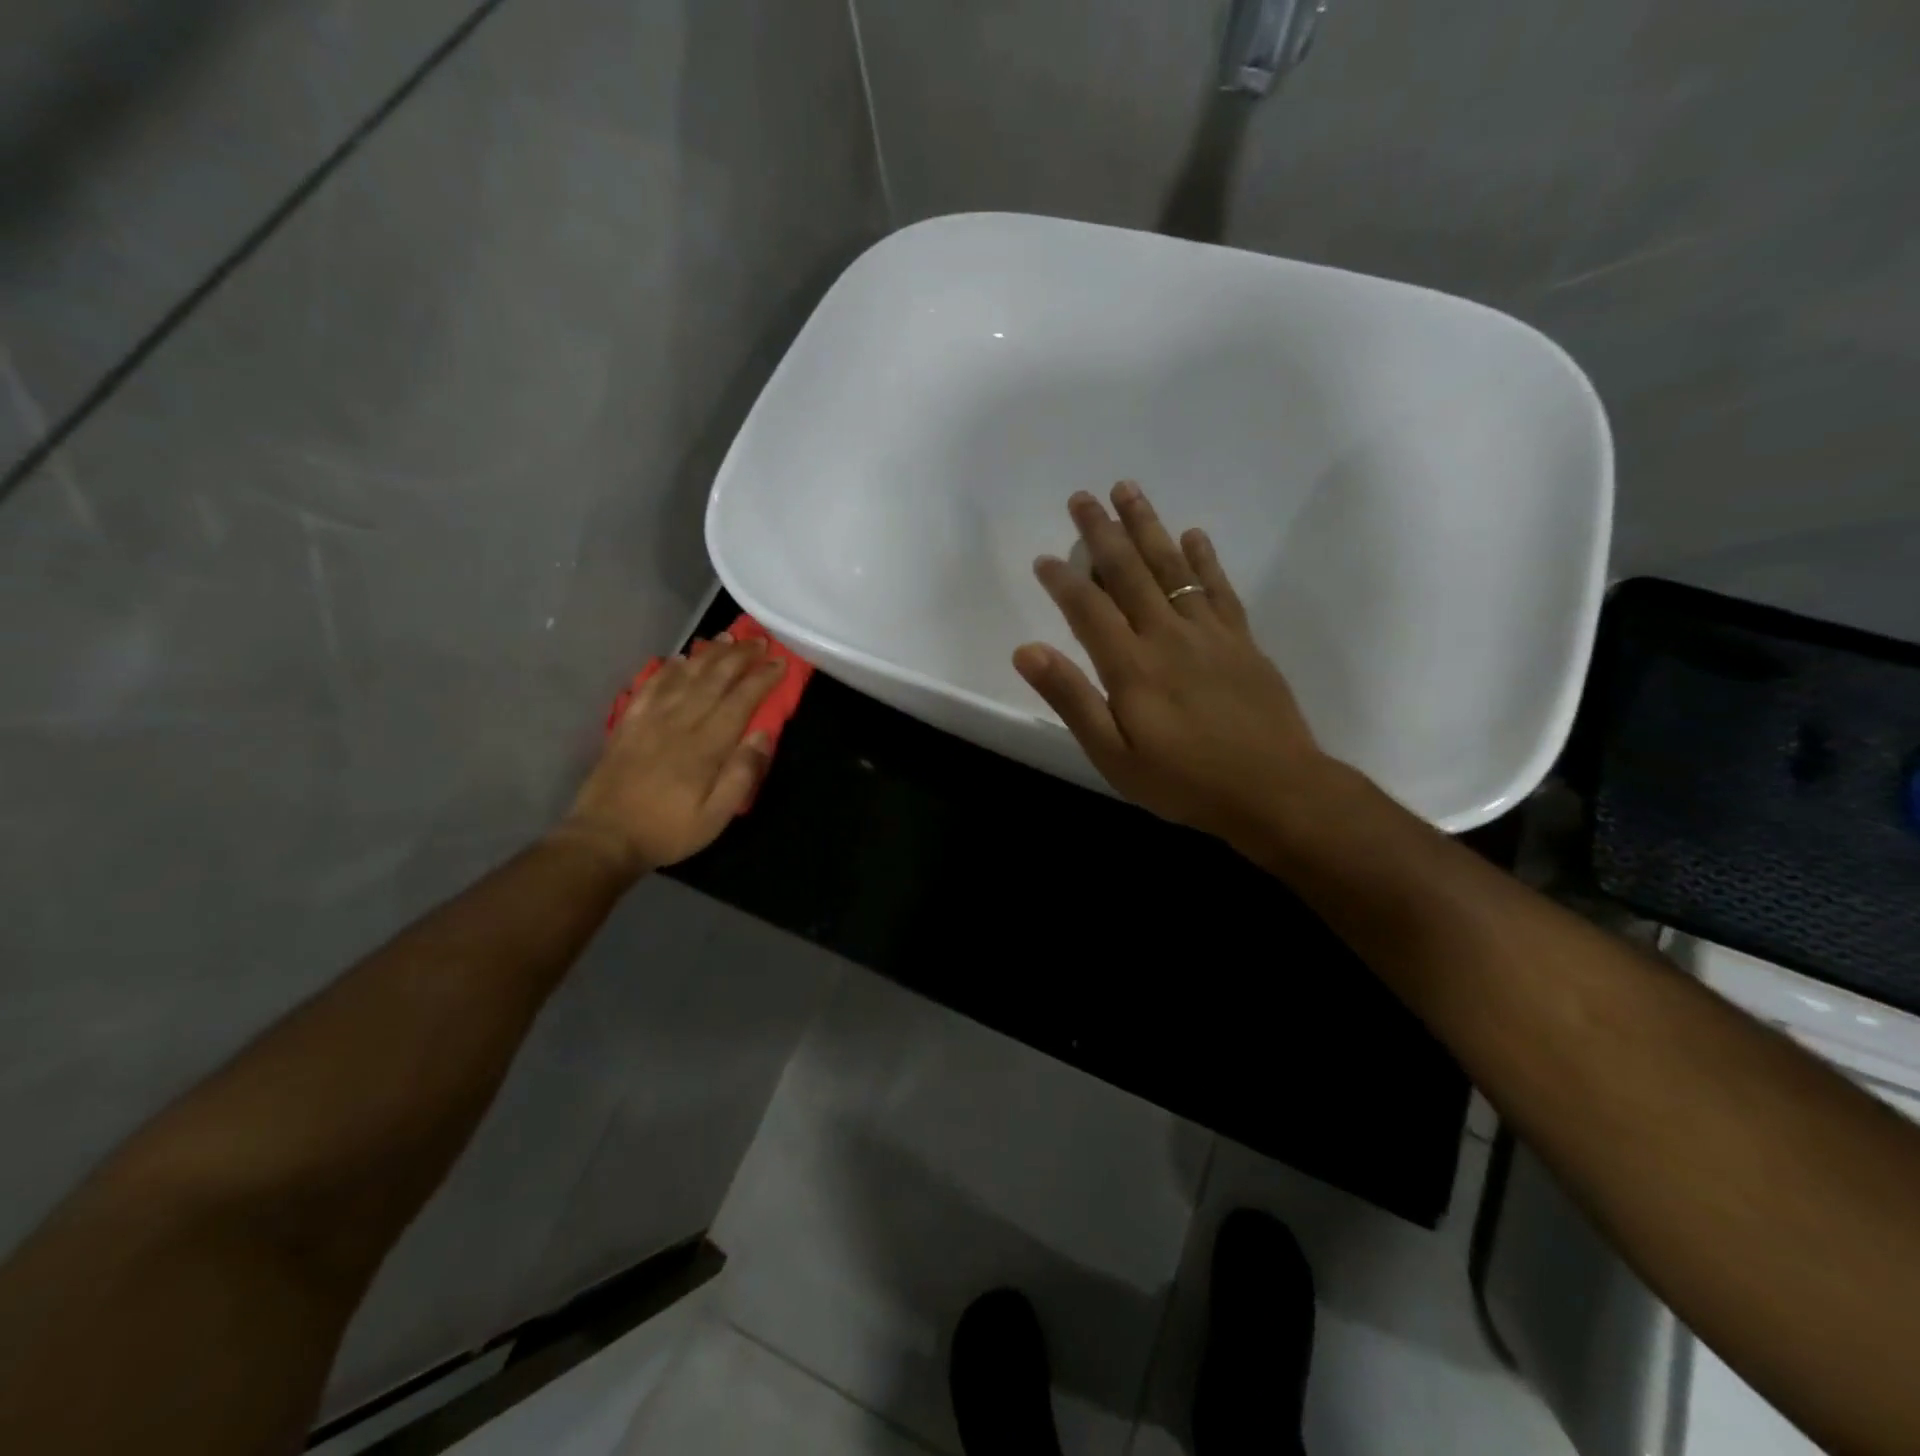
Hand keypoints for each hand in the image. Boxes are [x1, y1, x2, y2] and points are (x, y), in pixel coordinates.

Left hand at [555, 634, 785, 877]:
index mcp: (705, 746)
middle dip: (739, 657)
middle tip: (758, 640)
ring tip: (725, 638)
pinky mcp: (628, 724)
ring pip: (684, 677)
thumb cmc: (668, 830)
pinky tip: (677, 659)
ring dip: (707, 655)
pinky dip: (666, 669)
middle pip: (713, 680)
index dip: (761, 679)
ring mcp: (650, 720)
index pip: (740, 701)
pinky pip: (650, 687)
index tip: (779, 662)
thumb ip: (742, 775)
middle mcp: (679, 723)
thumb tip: (763, 735)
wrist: (605, 838)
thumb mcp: (716, 816)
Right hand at [1014, 481, 1330, 848]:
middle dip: (1102, 532)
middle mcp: (1167, 636)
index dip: (1063, 580)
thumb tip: (1026, 650)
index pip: (1088, 609)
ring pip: (1173, 567)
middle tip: (1083, 496)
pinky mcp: (1241, 641)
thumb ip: (1072, 699)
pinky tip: (1193, 535)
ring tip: (1128, 491)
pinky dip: (1204, 558)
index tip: (1044, 558)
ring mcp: (1209, 634)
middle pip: (1129, 572)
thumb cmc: (1184, 781)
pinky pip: (1219, 588)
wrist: (1274, 790)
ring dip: (1148, 527)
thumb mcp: (1114, 756)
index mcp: (1131, 666)